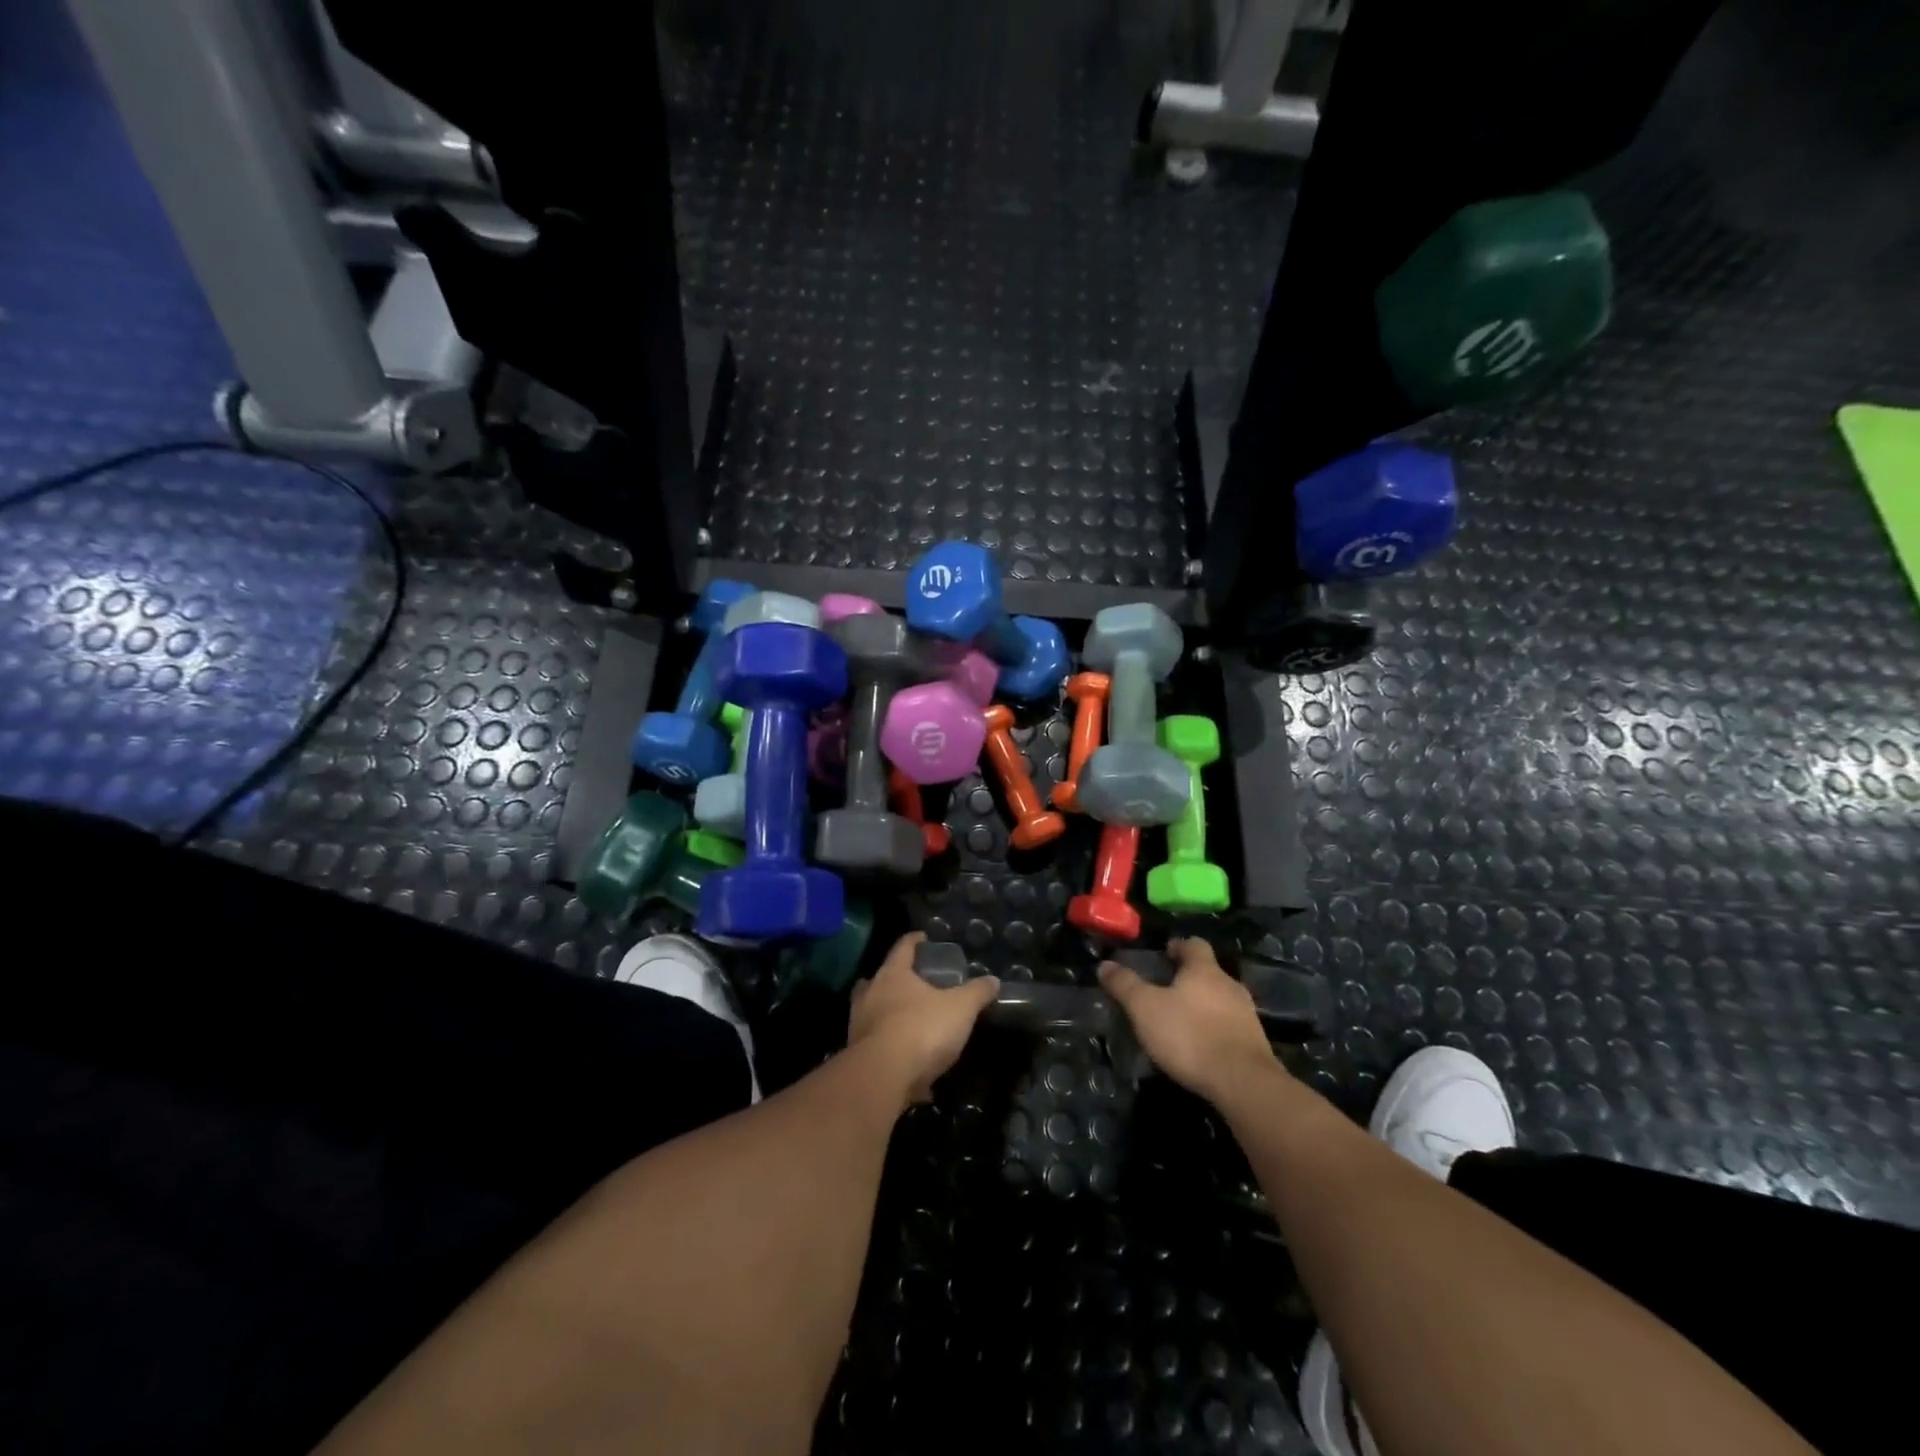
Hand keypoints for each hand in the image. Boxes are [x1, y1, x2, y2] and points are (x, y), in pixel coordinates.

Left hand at [849, 933, 999, 1105]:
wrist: (882, 1077)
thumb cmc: (922, 1029)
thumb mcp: (960, 1008)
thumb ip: (977, 992)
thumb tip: (993, 980)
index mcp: (893, 975)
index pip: (903, 947)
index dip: (914, 940)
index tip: (923, 937)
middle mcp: (870, 994)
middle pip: (878, 979)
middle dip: (894, 980)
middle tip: (914, 984)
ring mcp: (858, 1025)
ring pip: (871, 1012)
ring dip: (888, 1016)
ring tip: (910, 1025)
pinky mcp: (857, 1056)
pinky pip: (876, 1048)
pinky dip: (891, 1054)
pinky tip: (911, 1069)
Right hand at [1098, 938, 1281, 1105]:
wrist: (1242, 1082)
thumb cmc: (1189, 1035)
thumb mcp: (1145, 1008)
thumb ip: (1125, 985)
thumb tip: (1104, 964)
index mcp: (1204, 970)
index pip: (1194, 944)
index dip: (1179, 946)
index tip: (1165, 954)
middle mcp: (1230, 985)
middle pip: (1209, 972)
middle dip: (1189, 978)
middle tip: (1166, 991)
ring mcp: (1247, 1015)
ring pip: (1221, 1000)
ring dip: (1203, 1006)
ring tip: (1181, 1021)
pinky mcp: (1255, 1044)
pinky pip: (1231, 1027)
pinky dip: (1215, 1030)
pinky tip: (1201, 1047)